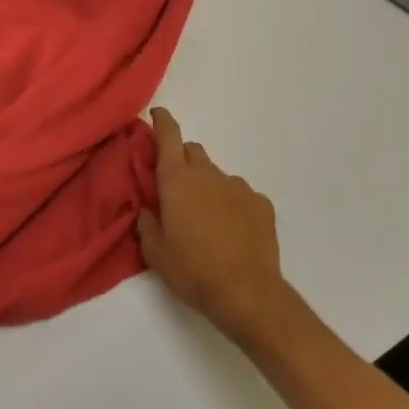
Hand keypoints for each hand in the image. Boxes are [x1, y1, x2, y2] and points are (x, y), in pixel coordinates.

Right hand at [137, 107, 286, 339]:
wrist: (247, 294)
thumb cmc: (192, 270)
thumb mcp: (154, 252)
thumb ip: (147, 223)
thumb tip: (149, 209)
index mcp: (177, 180)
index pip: (169, 136)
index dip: (162, 121)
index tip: (157, 114)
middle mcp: (208, 174)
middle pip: (193, 151)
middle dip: (182, 161)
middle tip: (176, 188)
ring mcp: (238, 187)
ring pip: (217, 176)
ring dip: (208, 187)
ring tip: (207, 220)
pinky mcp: (262, 204)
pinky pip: (240, 195)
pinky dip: (232, 205)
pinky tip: (232, 232)